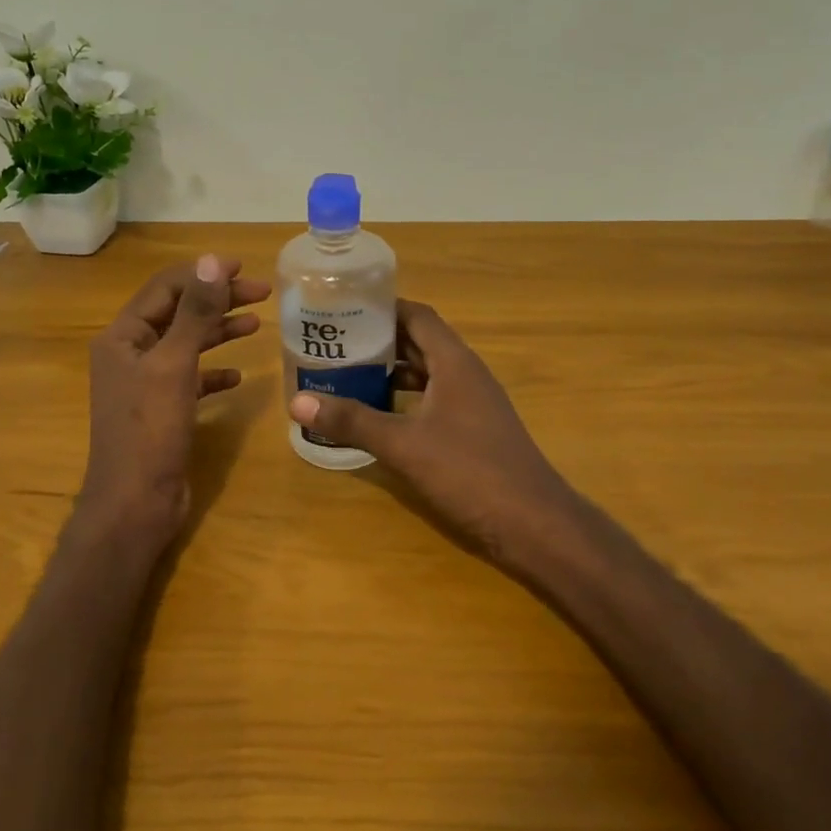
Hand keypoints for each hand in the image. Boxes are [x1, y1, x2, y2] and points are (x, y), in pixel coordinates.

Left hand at [77, 254, 270, 552]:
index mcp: (122, 337)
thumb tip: (211, 261)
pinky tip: (238, 376)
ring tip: (257, 324)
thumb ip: (194, 313)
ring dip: (219, 331)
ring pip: (186, 345)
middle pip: (178, 314)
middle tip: (263, 293)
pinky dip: (214, 372)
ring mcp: (145, 384)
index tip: (243, 268)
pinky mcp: (162, 410)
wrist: (134, 504)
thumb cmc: (149, 431)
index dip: (203, 274)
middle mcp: (130, 355)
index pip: (165, 288)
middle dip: (218, 301)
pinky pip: (191, 379)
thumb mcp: (174, 366)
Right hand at [287, 300, 576, 561]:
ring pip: (427, 374)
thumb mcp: (403, 444)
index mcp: (454, 363)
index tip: (343, 308)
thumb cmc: (469, 471)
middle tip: (335, 343)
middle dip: (379, 340)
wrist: (533, 523)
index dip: (382, 307)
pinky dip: (406, 401)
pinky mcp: (474, 431)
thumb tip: (298, 403)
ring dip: (391, 373)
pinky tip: (379, 416)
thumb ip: (353, 421)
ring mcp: (474, 404)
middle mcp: (466, 374)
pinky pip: (434, 401)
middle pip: (419, 343)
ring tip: (347, 375)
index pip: (417, 316)